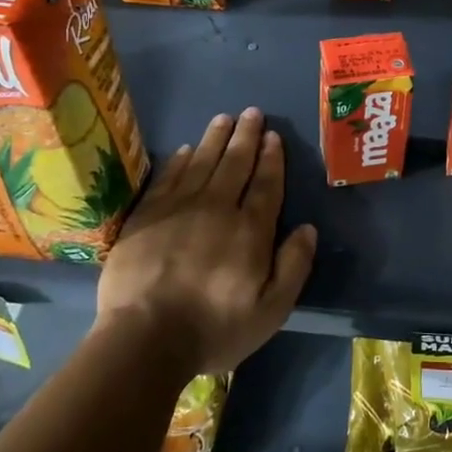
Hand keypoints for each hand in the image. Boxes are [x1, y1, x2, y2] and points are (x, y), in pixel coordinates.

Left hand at [97, 108, 317, 375]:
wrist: (144, 339)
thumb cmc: (214, 329)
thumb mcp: (271, 310)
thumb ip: (293, 266)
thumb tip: (308, 229)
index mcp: (250, 230)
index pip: (265, 184)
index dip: (271, 158)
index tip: (273, 136)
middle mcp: (216, 208)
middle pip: (234, 164)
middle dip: (246, 136)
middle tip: (252, 113)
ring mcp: (178, 208)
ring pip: (201, 162)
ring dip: (215, 138)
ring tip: (224, 118)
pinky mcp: (146, 216)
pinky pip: (167, 177)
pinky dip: (178, 160)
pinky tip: (184, 149)